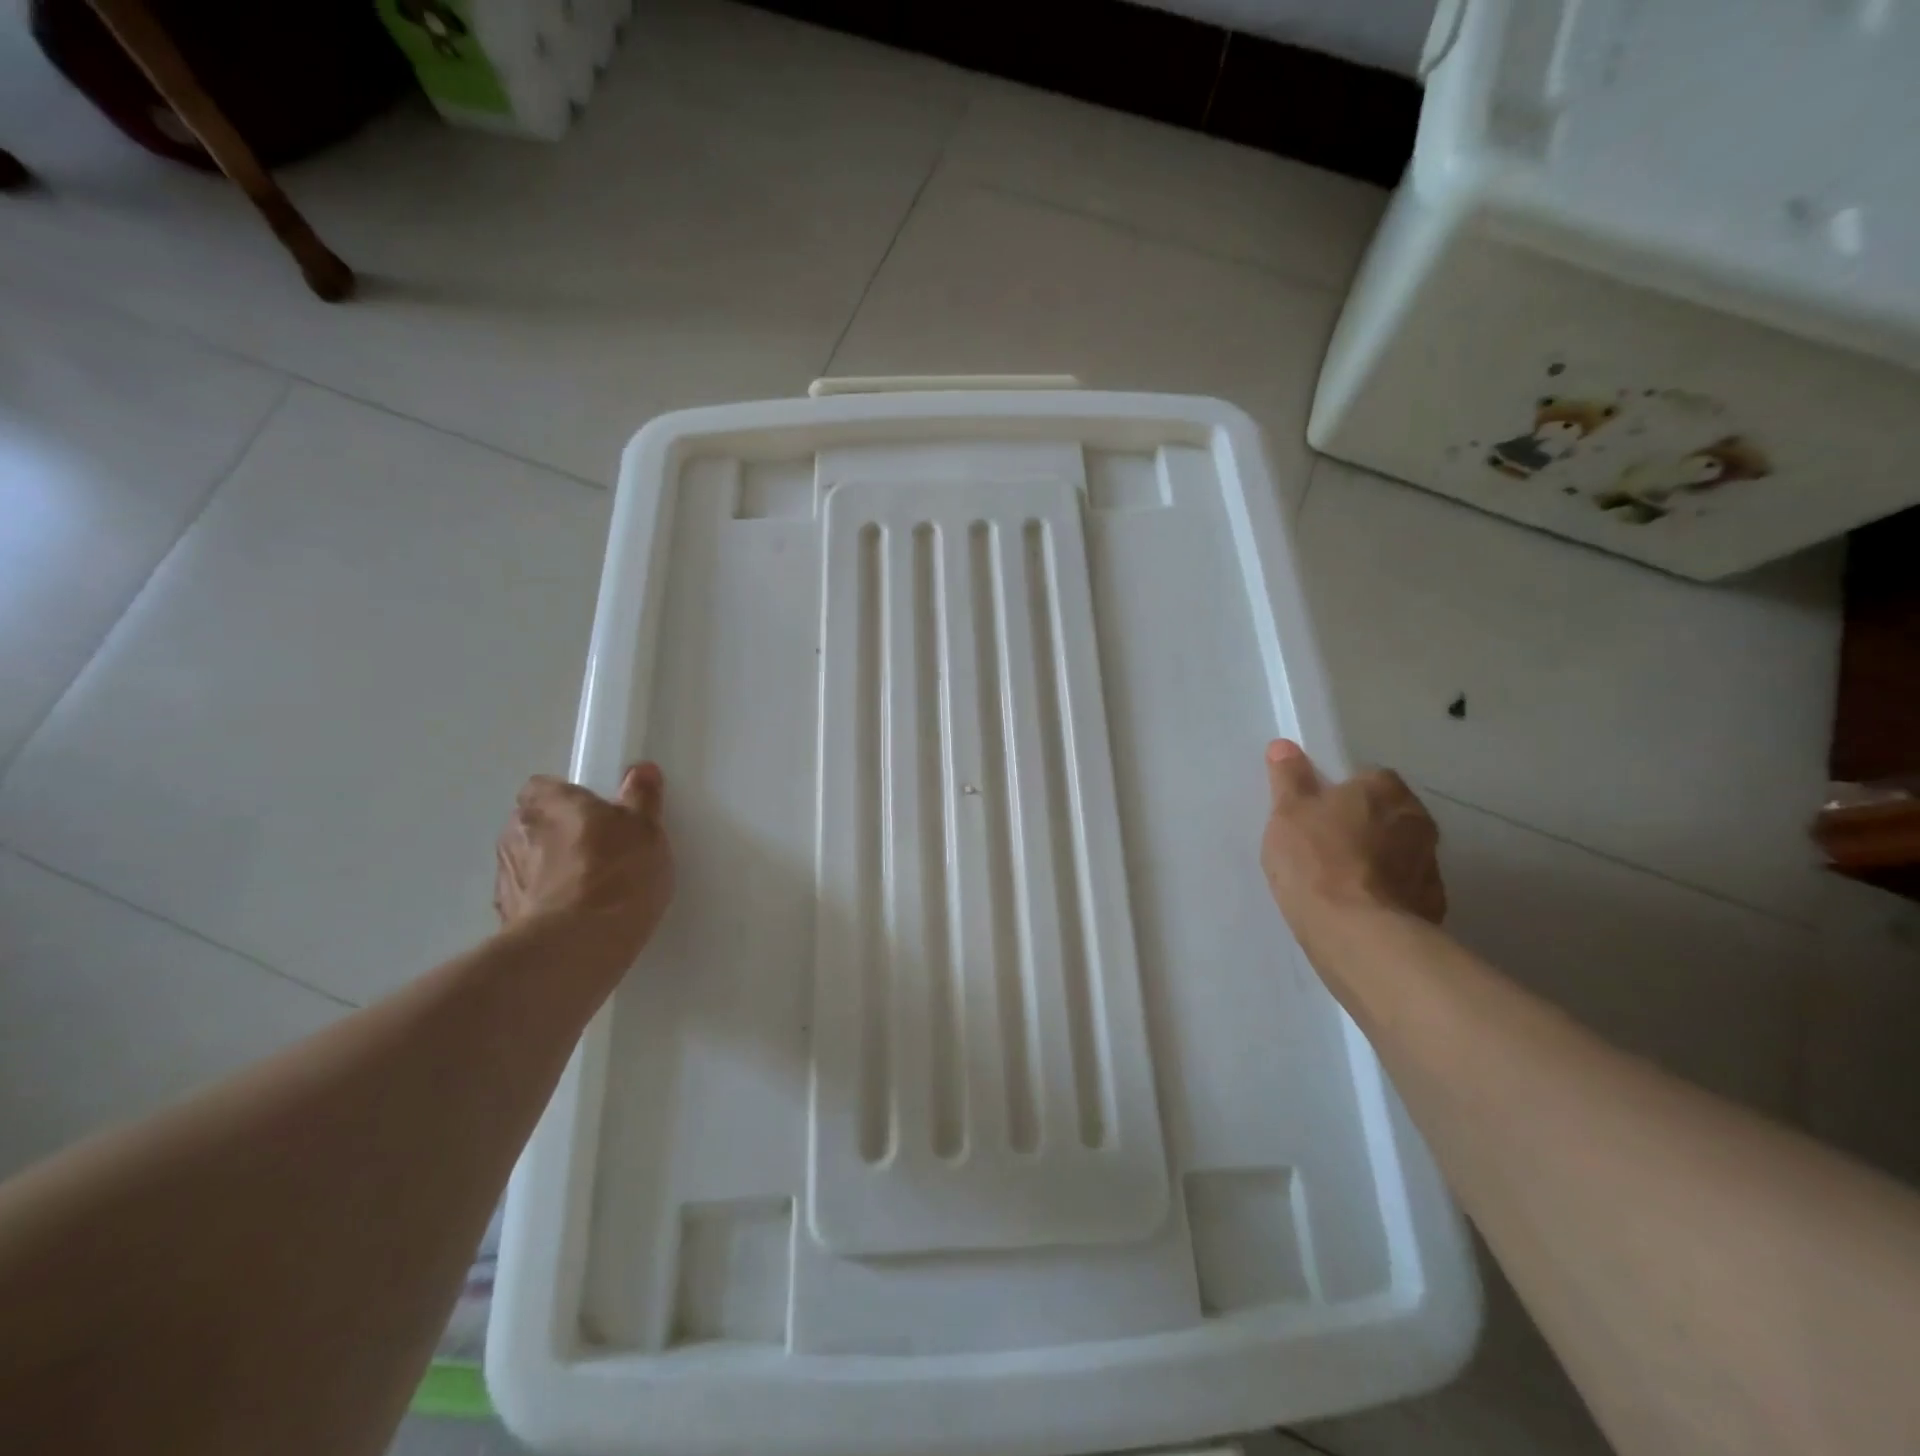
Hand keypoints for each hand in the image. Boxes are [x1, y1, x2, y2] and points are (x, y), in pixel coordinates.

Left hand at [494, 764, 674, 975]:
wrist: (578, 943)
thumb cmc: (616, 872)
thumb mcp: (646, 828)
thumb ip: (641, 797)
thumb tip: (640, 771)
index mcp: (547, 802)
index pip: (544, 787)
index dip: (569, 797)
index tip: (599, 813)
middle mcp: (516, 832)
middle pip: (535, 824)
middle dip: (560, 834)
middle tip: (601, 849)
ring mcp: (506, 877)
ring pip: (528, 862)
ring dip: (550, 870)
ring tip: (591, 890)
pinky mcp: (505, 917)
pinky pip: (529, 899)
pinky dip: (547, 903)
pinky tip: (577, 917)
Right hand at [1260, 739, 1445, 930]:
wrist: (1357, 934)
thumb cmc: (1317, 861)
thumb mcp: (1288, 812)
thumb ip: (1289, 778)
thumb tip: (1284, 746)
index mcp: (1385, 791)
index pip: (1368, 779)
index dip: (1342, 793)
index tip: (1317, 812)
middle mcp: (1417, 821)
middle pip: (1388, 815)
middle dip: (1364, 825)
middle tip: (1325, 844)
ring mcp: (1430, 866)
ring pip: (1399, 853)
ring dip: (1377, 861)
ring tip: (1339, 882)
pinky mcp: (1432, 907)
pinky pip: (1403, 890)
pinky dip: (1385, 894)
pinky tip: (1357, 909)